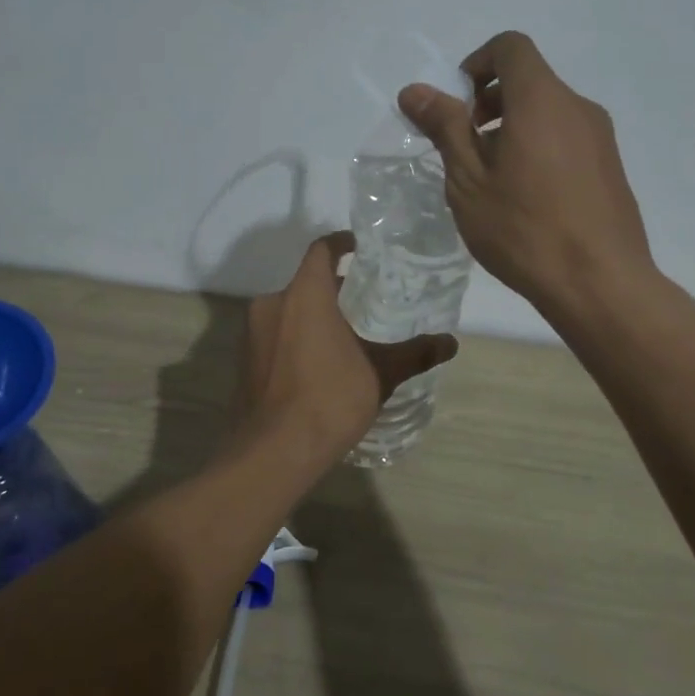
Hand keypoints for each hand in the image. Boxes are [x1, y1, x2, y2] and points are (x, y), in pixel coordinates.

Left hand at [239, 232, 457, 461]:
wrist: (273, 451)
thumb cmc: (329, 400)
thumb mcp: (380, 375)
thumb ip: (414, 354)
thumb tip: (450, 343)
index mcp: (304, 294)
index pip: (322, 250)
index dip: (342, 243)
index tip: (361, 248)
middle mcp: (272, 304)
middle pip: (306, 282)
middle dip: (334, 289)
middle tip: (365, 302)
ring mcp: (252, 332)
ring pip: (289, 309)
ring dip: (314, 315)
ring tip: (346, 335)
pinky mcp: (244, 359)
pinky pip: (275, 334)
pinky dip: (296, 337)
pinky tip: (319, 364)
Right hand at [399, 31, 653, 319]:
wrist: (600, 283)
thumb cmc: (524, 230)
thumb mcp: (469, 181)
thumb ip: (445, 128)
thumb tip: (415, 90)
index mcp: (541, 100)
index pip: (510, 47)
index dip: (477, 64)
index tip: (458, 107)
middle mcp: (577, 107)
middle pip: (530, 80)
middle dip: (490, 102)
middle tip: (467, 149)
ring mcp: (600, 137)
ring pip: (548, 112)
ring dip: (514, 128)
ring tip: (494, 181)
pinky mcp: (611, 166)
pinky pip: (567, 138)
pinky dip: (540, 147)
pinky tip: (528, 199)